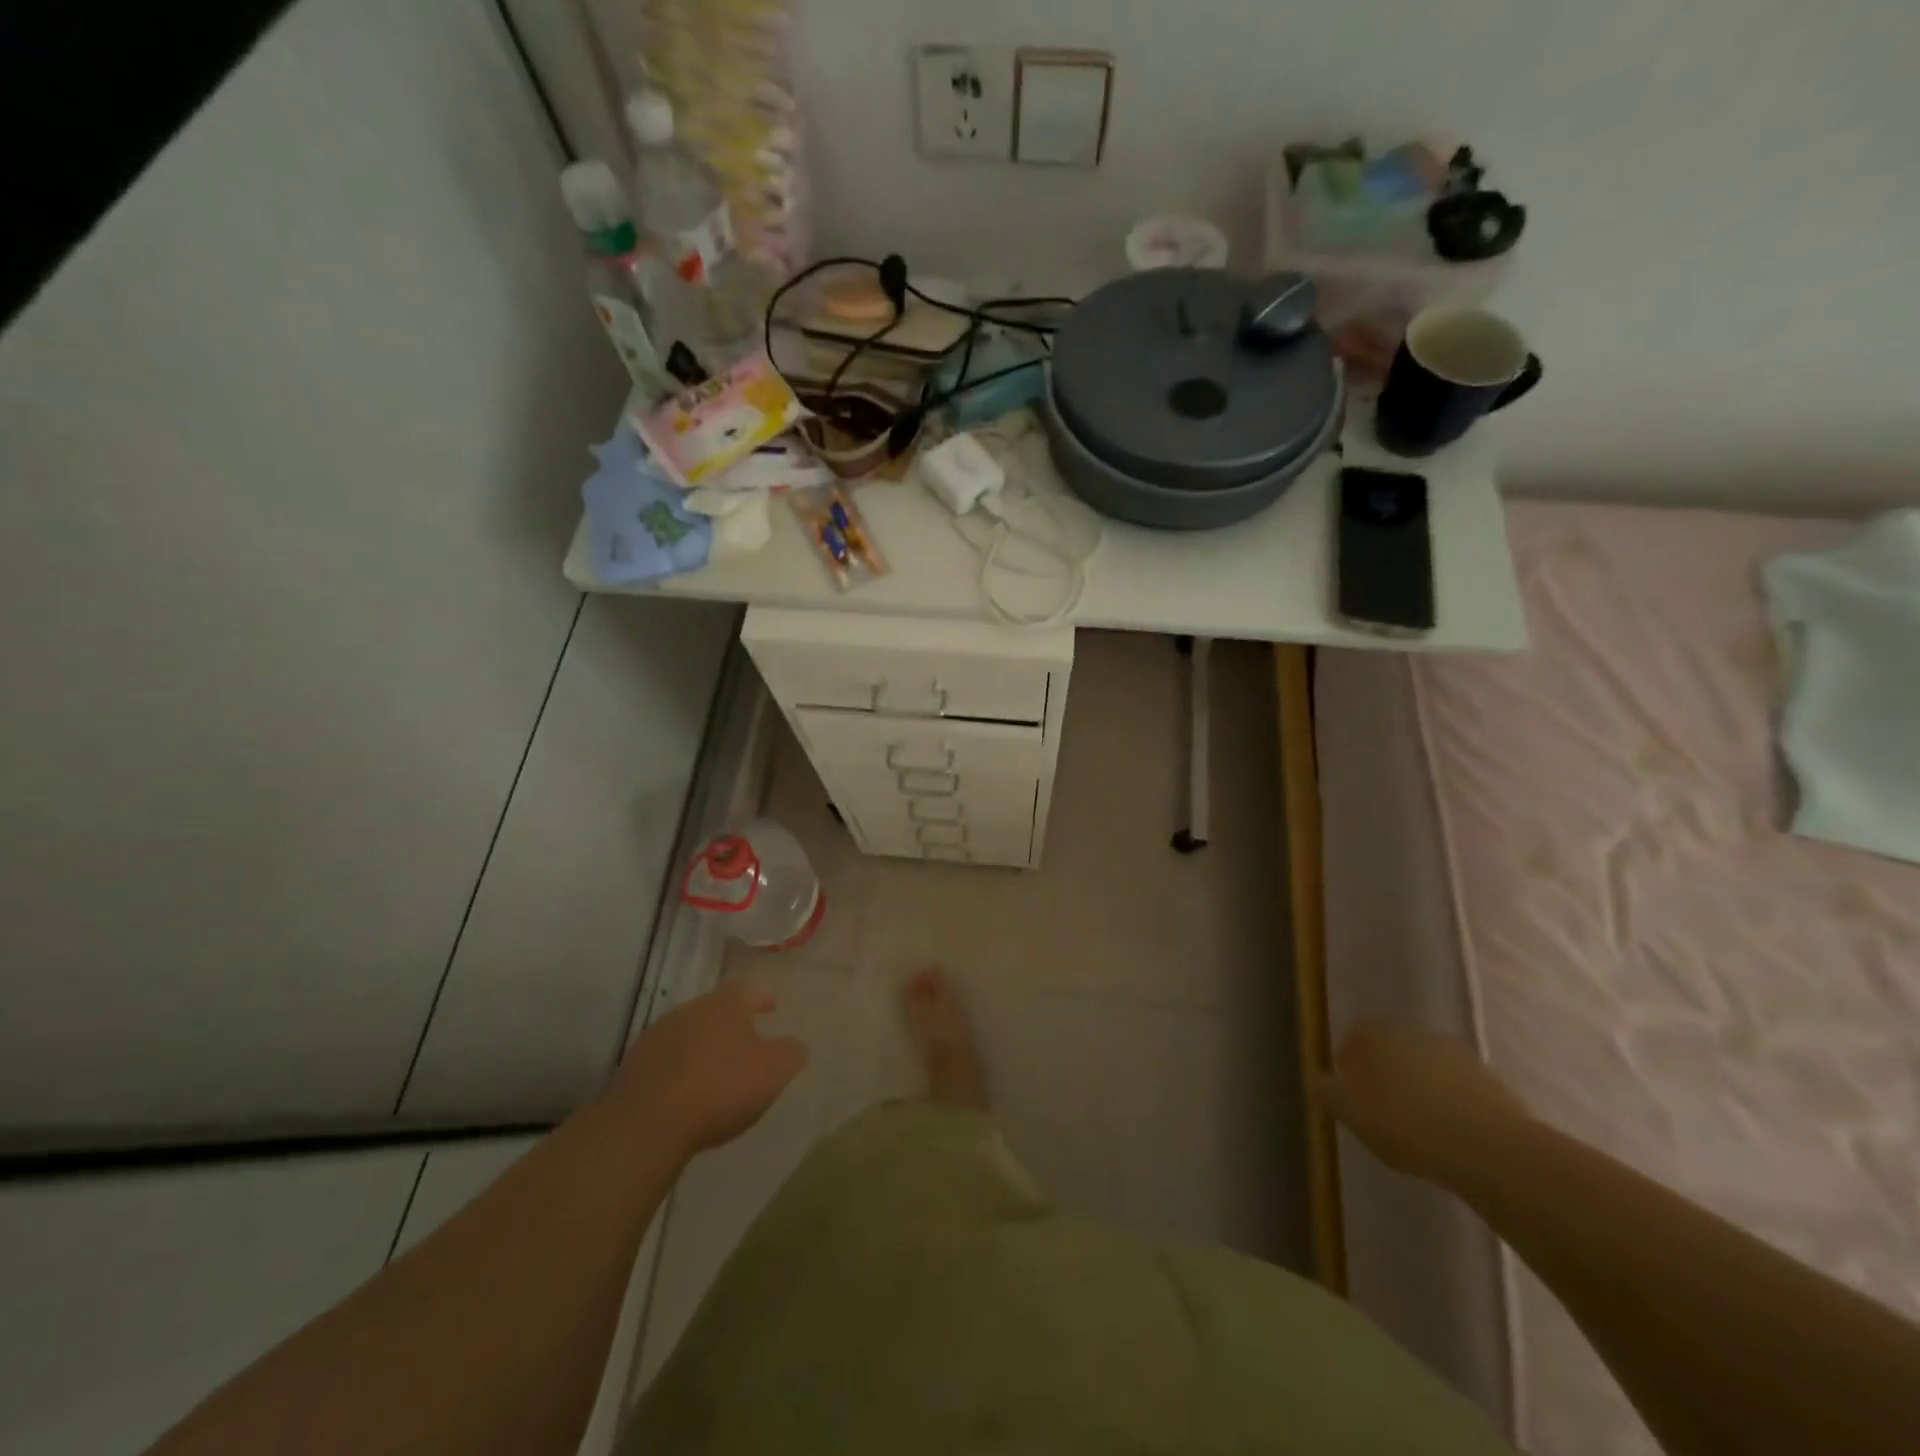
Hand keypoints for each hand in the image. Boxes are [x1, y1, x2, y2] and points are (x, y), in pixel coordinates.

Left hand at [610, 981, 807, 1158]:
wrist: (646, 1123)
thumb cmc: (720, 1088)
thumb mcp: (773, 1073)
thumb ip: (790, 1053)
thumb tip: (795, 1045)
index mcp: (726, 1004)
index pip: (749, 989)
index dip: (763, 997)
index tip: (772, 1008)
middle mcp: (691, 1009)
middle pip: (716, 1009)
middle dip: (732, 1023)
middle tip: (746, 1043)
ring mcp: (658, 1035)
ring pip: (689, 1032)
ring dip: (703, 1046)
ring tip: (715, 1070)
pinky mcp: (634, 1064)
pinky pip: (666, 1058)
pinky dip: (679, 1068)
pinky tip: (685, 1091)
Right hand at [1320, 1021, 1530, 1186]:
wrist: (1492, 1151)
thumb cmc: (1406, 1125)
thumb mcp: (1350, 1113)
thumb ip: (1329, 1092)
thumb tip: (1323, 1080)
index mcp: (1378, 1034)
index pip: (1355, 1035)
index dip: (1349, 1061)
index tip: (1349, 1090)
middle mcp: (1415, 1033)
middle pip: (1392, 1048)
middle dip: (1384, 1072)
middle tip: (1380, 1107)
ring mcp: (1457, 1055)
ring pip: (1426, 1066)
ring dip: (1419, 1087)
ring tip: (1417, 1126)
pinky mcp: (1491, 1082)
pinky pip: (1457, 1088)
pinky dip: (1449, 1104)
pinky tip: (1449, 1134)